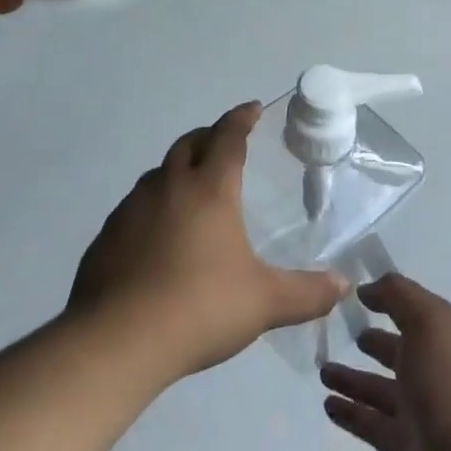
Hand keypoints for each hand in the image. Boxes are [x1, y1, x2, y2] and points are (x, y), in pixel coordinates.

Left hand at [70, 103, 345, 382]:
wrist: (118, 340)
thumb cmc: (200, 307)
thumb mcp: (264, 302)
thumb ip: (306, 293)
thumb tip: (343, 286)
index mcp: (209, 189)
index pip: (228, 138)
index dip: (241, 119)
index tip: (251, 109)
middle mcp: (169, 187)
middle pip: (189, 144)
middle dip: (208, 136)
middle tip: (223, 143)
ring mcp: (132, 209)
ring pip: (158, 174)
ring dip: (177, 170)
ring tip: (191, 189)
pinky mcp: (107, 236)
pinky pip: (134, 207)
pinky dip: (151, 206)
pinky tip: (156, 236)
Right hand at [320, 275, 450, 450]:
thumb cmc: (450, 384)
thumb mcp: (429, 322)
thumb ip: (398, 296)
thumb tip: (369, 287)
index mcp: (446, 340)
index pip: (415, 313)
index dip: (389, 300)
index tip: (356, 294)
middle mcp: (434, 374)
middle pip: (397, 353)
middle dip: (372, 342)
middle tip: (337, 333)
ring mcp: (420, 414)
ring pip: (379, 390)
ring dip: (352, 379)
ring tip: (322, 370)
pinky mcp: (404, 450)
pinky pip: (371, 424)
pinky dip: (350, 413)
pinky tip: (327, 404)